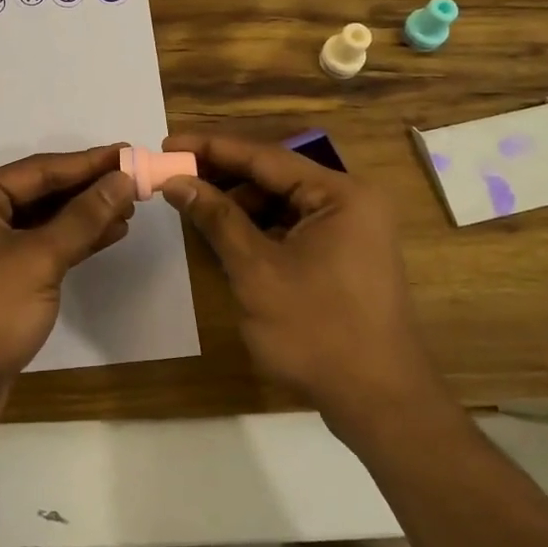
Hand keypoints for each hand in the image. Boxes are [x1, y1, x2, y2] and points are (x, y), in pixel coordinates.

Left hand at [0, 146, 135, 409]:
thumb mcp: (39, 259)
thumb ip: (83, 217)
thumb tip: (122, 180)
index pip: (38, 170)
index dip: (87, 162)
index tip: (128, 153)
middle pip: (38, 193)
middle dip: (86, 189)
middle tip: (133, 182)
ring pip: (41, 223)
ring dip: (83, 217)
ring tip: (128, 209)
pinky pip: (38, 249)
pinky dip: (70, 243)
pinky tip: (106, 237)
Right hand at [159, 133, 439, 435]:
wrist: (380, 403)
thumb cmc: (317, 331)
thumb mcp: (256, 271)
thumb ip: (216, 219)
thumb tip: (176, 182)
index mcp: (339, 193)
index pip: (264, 156)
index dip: (211, 148)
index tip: (167, 143)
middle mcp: (350, 200)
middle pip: (274, 175)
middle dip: (223, 177)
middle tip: (174, 177)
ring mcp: (352, 229)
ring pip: (282, 202)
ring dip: (238, 204)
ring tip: (194, 208)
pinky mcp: (345, 255)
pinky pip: (294, 227)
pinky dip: (259, 229)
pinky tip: (226, 237)